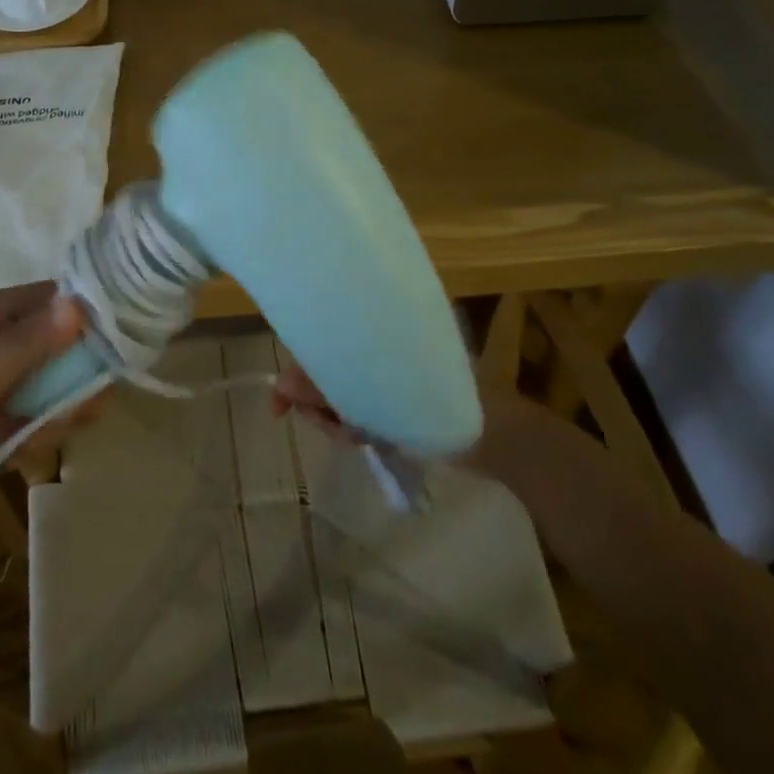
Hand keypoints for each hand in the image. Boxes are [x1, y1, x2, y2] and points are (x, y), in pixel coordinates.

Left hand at [0, 282, 87, 495]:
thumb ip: (34, 341)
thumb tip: (82, 302)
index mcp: (3, 313)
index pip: (65, 301)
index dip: (91, 322)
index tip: (113, 354)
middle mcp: (5, 340)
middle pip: (64, 356)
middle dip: (67, 392)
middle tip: (73, 416)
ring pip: (47, 396)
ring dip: (36, 424)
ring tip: (1, 438)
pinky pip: (25, 424)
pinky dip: (15, 441)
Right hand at [276, 358, 553, 467]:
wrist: (495, 434)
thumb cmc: (436, 403)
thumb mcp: (372, 397)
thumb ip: (325, 389)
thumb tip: (281, 383)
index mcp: (366, 334)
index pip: (313, 347)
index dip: (292, 377)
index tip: (279, 411)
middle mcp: (370, 350)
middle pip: (321, 376)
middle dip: (320, 408)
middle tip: (340, 430)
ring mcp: (382, 377)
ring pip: (337, 398)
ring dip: (340, 422)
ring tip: (363, 436)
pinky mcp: (393, 399)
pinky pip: (358, 412)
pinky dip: (358, 428)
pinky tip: (373, 439)